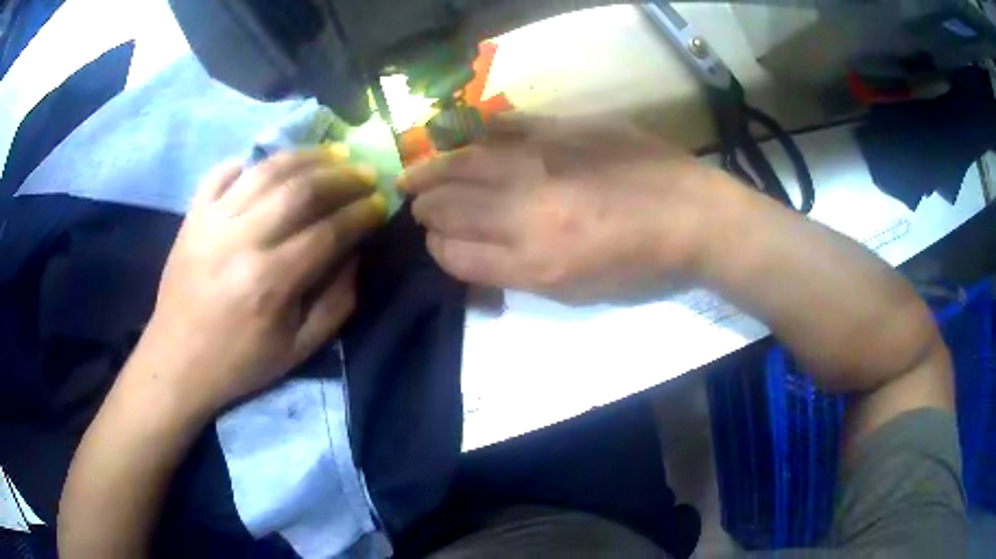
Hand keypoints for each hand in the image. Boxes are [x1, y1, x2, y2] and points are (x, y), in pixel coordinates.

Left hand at [133, 149, 385, 415]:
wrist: (177, 362)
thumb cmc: (239, 363)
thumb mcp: (298, 350)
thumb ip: (336, 303)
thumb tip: (355, 254)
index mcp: (270, 282)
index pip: (329, 231)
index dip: (362, 213)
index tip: (382, 203)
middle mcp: (241, 241)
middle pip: (301, 189)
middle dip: (342, 176)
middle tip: (365, 173)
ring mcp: (211, 222)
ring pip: (266, 170)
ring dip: (306, 156)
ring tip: (332, 155)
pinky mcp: (192, 216)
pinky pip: (222, 172)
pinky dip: (250, 161)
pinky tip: (271, 165)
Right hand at [403, 115, 730, 303]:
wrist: (693, 216)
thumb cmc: (641, 266)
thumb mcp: (578, 293)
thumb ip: (519, 273)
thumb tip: (478, 253)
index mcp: (533, 264)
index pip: (454, 254)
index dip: (438, 248)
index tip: (439, 241)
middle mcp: (526, 213)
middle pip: (448, 207)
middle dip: (425, 209)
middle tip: (420, 205)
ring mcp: (541, 163)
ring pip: (461, 164)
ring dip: (431, 170)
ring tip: (416, 173)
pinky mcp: (560, 129)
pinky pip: (501, 128)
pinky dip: (476, 136)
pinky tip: (466, 141)